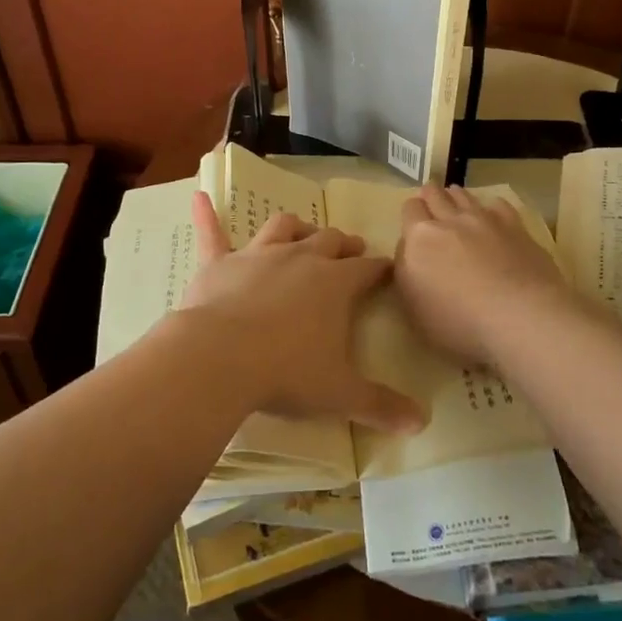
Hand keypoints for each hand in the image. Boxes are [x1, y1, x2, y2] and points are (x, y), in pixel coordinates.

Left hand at [181, 192, 424, 433]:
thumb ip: (381, 405)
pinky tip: (199, 198)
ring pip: (282, 228)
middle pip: (329, 241)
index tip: (388, 268)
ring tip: (302, 231)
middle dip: (344, 244)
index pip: (368, 269)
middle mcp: (300, 259)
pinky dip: (207, 216)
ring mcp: (258, 256)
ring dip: (296, 228)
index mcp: (335, 284)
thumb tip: (422, 422)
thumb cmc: (287, 372)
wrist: (220, 358)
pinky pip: (213, 234)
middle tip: (352, 248)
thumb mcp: (340, 394)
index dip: (380, 268)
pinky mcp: (220, 264)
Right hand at [397, 185, 573, 363]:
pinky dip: (492, 207)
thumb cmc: (459, 324)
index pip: (409, 210)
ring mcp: (484, 220)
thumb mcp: (415, 311)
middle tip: (431, 201)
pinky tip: (493, 214)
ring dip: (457, 197)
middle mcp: (449, 220)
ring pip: (465, 196)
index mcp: (420, 238)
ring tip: (456, 199)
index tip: (413, 224)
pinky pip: (499, 205)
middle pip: (435, 194)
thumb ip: (406, 275)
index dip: (411, 214)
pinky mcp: (515, 226)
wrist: (521, 318)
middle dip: (431, 196)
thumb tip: (409, 253)